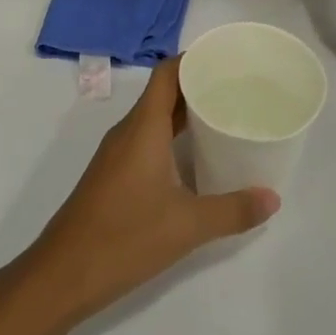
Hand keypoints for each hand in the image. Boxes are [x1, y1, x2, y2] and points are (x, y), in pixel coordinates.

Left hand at [21, 59, 278, 327]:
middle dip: (197, 86)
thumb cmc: (124, 237)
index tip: (226, 61)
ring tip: (222, 119)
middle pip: (163, 93)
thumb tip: (273, 198)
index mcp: (143, 127)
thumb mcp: (187, 226)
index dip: (193, 60)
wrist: (62, 275)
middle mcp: (128, 131)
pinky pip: (145, 139)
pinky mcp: (113, 175)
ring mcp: (117, 154)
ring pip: (153, 118)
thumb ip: (232, 210)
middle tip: (236, 90)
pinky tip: (193, 158)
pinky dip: (171, 137)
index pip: (167, 73)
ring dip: (184, 114)